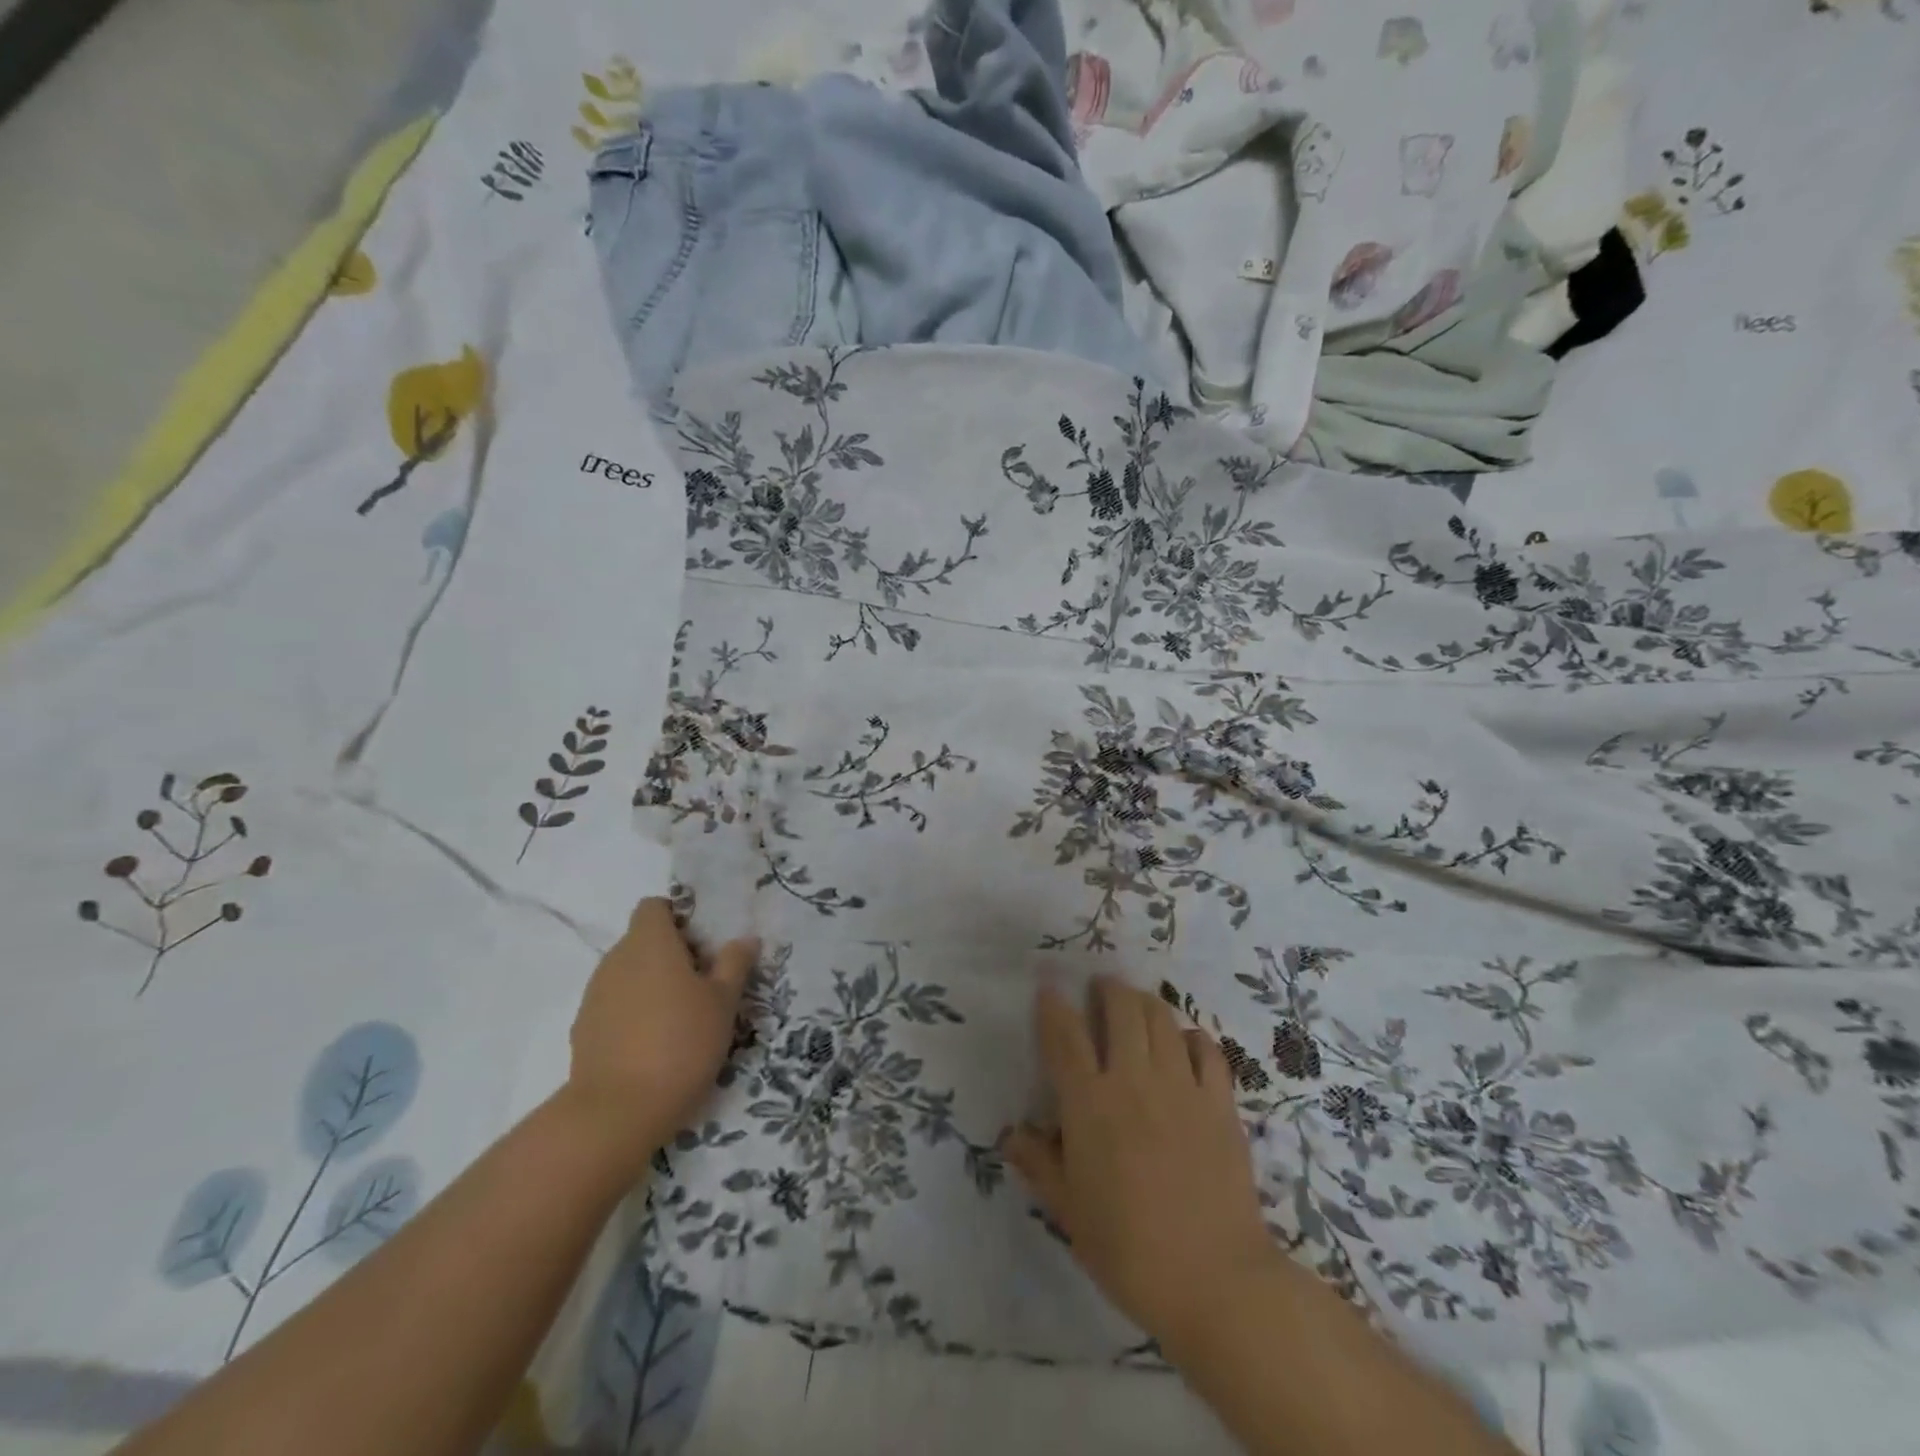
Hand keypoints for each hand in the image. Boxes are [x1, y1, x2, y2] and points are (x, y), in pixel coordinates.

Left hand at [562, 898, 758, 1174]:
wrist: (618, 1111)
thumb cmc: (681, 1042)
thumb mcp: (723, 1002)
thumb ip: (734, 964)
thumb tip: (744, 939)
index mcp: (649, 942)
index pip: (654, 906)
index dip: (677, 918)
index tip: (701, 945)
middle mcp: (616, 959)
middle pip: (642, 940)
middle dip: (670, 954)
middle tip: (702, 985)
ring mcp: (594, 995)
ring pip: (627, 974)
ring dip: (651, 985)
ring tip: (679, 1019)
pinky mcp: (583, 1029)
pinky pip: (613, 1005)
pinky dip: (632, 1014)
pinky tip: (652, 1045)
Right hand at [1003, 978, 1280, 1348]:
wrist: (1214, 1280)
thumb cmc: (1128, 1250)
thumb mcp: (1069, 1212)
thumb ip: (1039, 1164)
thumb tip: (1011, 1135)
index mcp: (1090, 1104)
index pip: (1065, 1036)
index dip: (1053, 1006)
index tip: (1048, 988)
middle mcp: (1134, 1080)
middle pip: (1121, 1008)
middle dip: (1108, 989)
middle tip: (1101, 989)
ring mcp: (1182, 1086)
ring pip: (1162, 1018)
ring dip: (1146, 1002)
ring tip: (1138, 1005)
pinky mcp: (1220, 1102)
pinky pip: (1208, 1050)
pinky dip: (1193, 1036)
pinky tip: (1186, 1042)